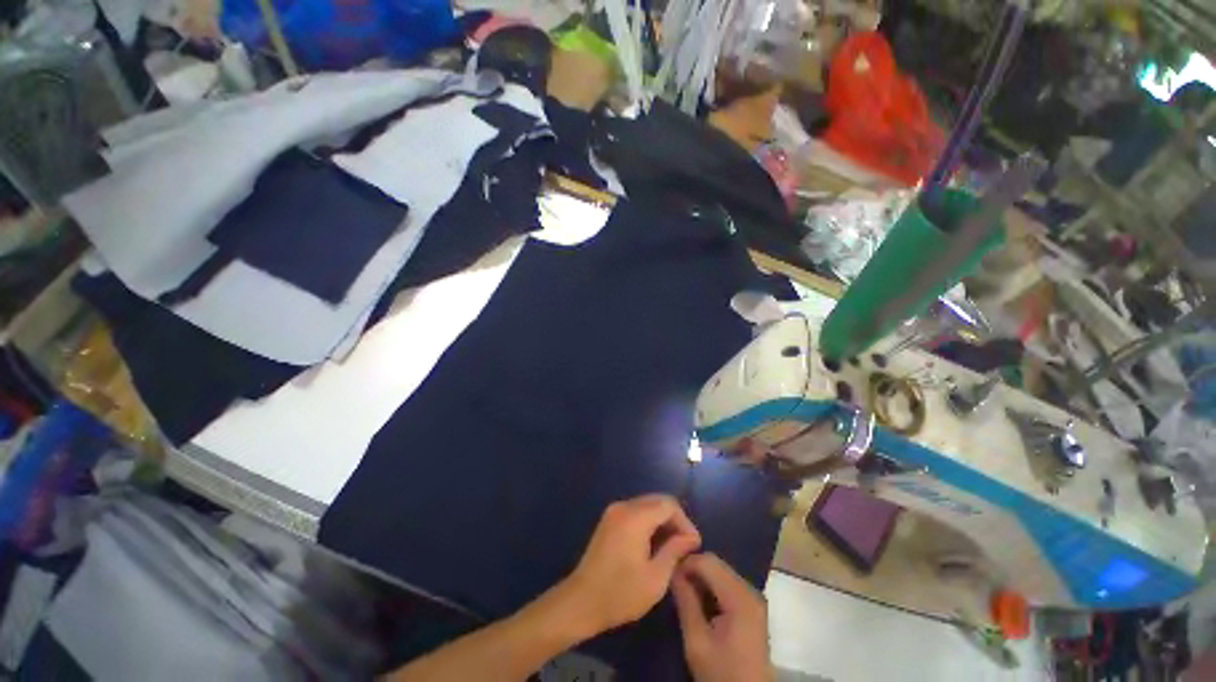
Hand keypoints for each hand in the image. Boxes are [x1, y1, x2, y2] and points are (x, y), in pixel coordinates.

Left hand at [560, 495, 701, 636]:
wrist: (581, 601)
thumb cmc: (621, 593)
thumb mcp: (655, 578)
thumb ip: (674, 551)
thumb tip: (690, 538)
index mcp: (635, 517)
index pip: (669, 504)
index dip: (685, 521)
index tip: (693, 545)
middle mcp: (624, 506)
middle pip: (658, 500)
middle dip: (674, 519)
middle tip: (685, 544)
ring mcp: (614, 511)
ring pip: (647, 504)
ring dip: (662, 520)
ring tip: (672, 546)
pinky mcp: (609, 519)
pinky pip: (635, 511)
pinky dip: (649, 521)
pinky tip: (654, 543)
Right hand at [672, 553, 772, 681]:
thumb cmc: (722, 673)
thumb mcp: (697, 642)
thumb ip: (686, 602)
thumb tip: (673, 571)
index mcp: (739, 597)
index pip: (708, 561)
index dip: (686, 562)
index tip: (668, 574)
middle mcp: (750, 590)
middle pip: (716, 563)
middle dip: (693, 568)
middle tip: (674, 583)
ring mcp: (753, 597)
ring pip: (720, 571)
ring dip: (701, 577)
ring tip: (684, 591)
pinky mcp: (751, 605)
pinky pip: (727, 582)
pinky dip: (711, 586)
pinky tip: (699, 600)